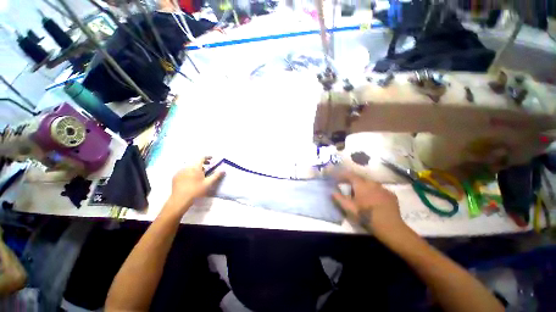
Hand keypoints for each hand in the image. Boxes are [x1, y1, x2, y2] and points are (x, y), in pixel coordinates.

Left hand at [164, 157, 224, 216]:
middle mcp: (187, 167)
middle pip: (195, 161)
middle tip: (208, 166)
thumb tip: (223, 169)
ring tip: (200, 174)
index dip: (207, 157)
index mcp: (195, 167)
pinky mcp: (175, 176)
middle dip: (203, 163)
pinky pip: (184, 171)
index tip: (212, 158)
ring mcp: (180, 171)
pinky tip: (191, 179)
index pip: (202, 157)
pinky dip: (189, 171)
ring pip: (190, 166)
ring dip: (196, 167)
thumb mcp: (208, 183)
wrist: (180, 200)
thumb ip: (216, 175)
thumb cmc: (196, 191)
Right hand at [332, 170, 406, 237]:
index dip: (342, 175)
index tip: (337, 177)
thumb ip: (339, 198)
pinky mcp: (391, 195)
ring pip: (371, 184)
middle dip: (353, 182)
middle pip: (360, 179)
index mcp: (361, 185)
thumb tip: (332, 192)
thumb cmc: (366, 216)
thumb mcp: (349, 208)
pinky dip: (374, 192)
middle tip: (349, 188)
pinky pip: (379, 190)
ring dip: (364, 187)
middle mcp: (373, 183)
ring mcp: (383, 188)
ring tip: (361, 195)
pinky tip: (374, 200)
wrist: (390, 227)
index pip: (350, 175)